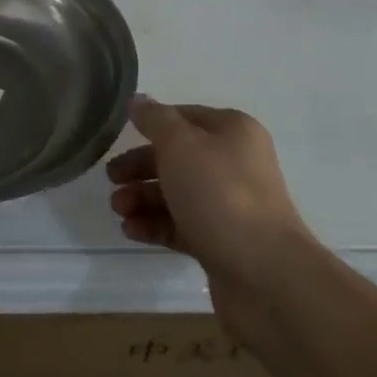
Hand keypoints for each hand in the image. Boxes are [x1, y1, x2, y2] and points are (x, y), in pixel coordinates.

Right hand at [107, 97, 314, 335]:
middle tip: (111, 178)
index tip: (119, 137)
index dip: (151, 124)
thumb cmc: (220, 194)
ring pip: (177, 193)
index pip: (183, 116)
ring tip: (118, 209)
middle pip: (178, 157)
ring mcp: (230, 205)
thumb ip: (155, 119)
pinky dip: (155, 224)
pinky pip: (182, 225)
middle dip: (141, 166)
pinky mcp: (222, 242)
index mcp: (232, 131)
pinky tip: (130, 230)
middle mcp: (234, 163)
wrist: (265, 276)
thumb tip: (138, 101)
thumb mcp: (180, 145)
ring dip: (143, 197)